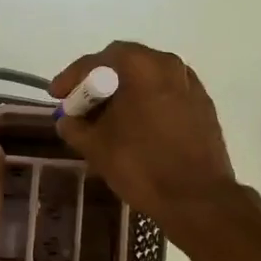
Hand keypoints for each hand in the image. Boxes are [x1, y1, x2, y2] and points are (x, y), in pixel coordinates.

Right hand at [50, 42, 238, 232]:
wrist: (197, 198)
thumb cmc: (142, 166)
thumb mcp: (96, 147)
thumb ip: (74, 126)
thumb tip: (67, 120)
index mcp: (142, 66)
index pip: (97, 61)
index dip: (72, 78)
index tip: (56, 95)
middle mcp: (170, 65)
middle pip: (125, 65)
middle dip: (98, 84)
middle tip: (80, 105)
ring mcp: (191, 85)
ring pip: (148, 80)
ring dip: (124, 94)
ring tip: (106, 118)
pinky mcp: (203, 107)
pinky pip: (166, 96)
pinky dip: (146, 104)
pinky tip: (136, 128)